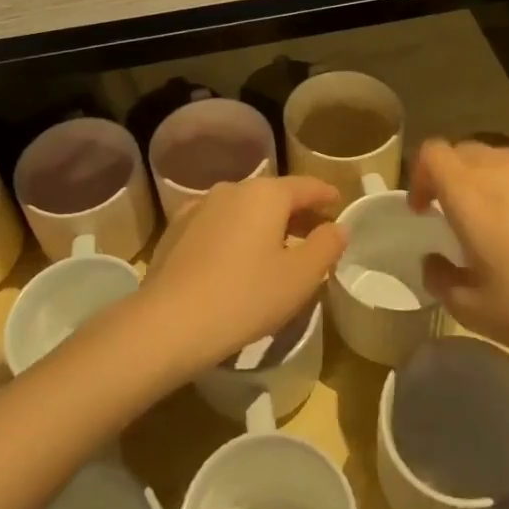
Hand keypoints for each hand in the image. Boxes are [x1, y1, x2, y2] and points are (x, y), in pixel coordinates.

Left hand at [137, 176, 345, 375]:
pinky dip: (236, 234)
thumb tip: (337, 227)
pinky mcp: (176, 230)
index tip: (339, 204)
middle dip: (297, 212)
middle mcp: (232, 189)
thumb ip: (326, 246)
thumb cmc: (246, 296)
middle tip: (315, 234)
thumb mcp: (300, 277)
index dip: (326, 195)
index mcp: (265, 194)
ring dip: (265, 224)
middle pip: (274, 195)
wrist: (169, 322)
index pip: (306, 186)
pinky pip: (218, 224)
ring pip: (244, 209)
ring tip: (277, 250)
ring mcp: (199, 207)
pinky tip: (237, 259)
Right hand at [408, 139, 508, 378]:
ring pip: (503, 159)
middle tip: (458, 216)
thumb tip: (434, 260)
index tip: (425, 210)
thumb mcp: (475, 311)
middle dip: (452, 176)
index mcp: (472, 196)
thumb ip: (441, 279)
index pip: (433, 153)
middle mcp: (505, 171)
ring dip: (489, 181)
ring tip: (501, 221)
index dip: (420, 175)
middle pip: (465, 151)